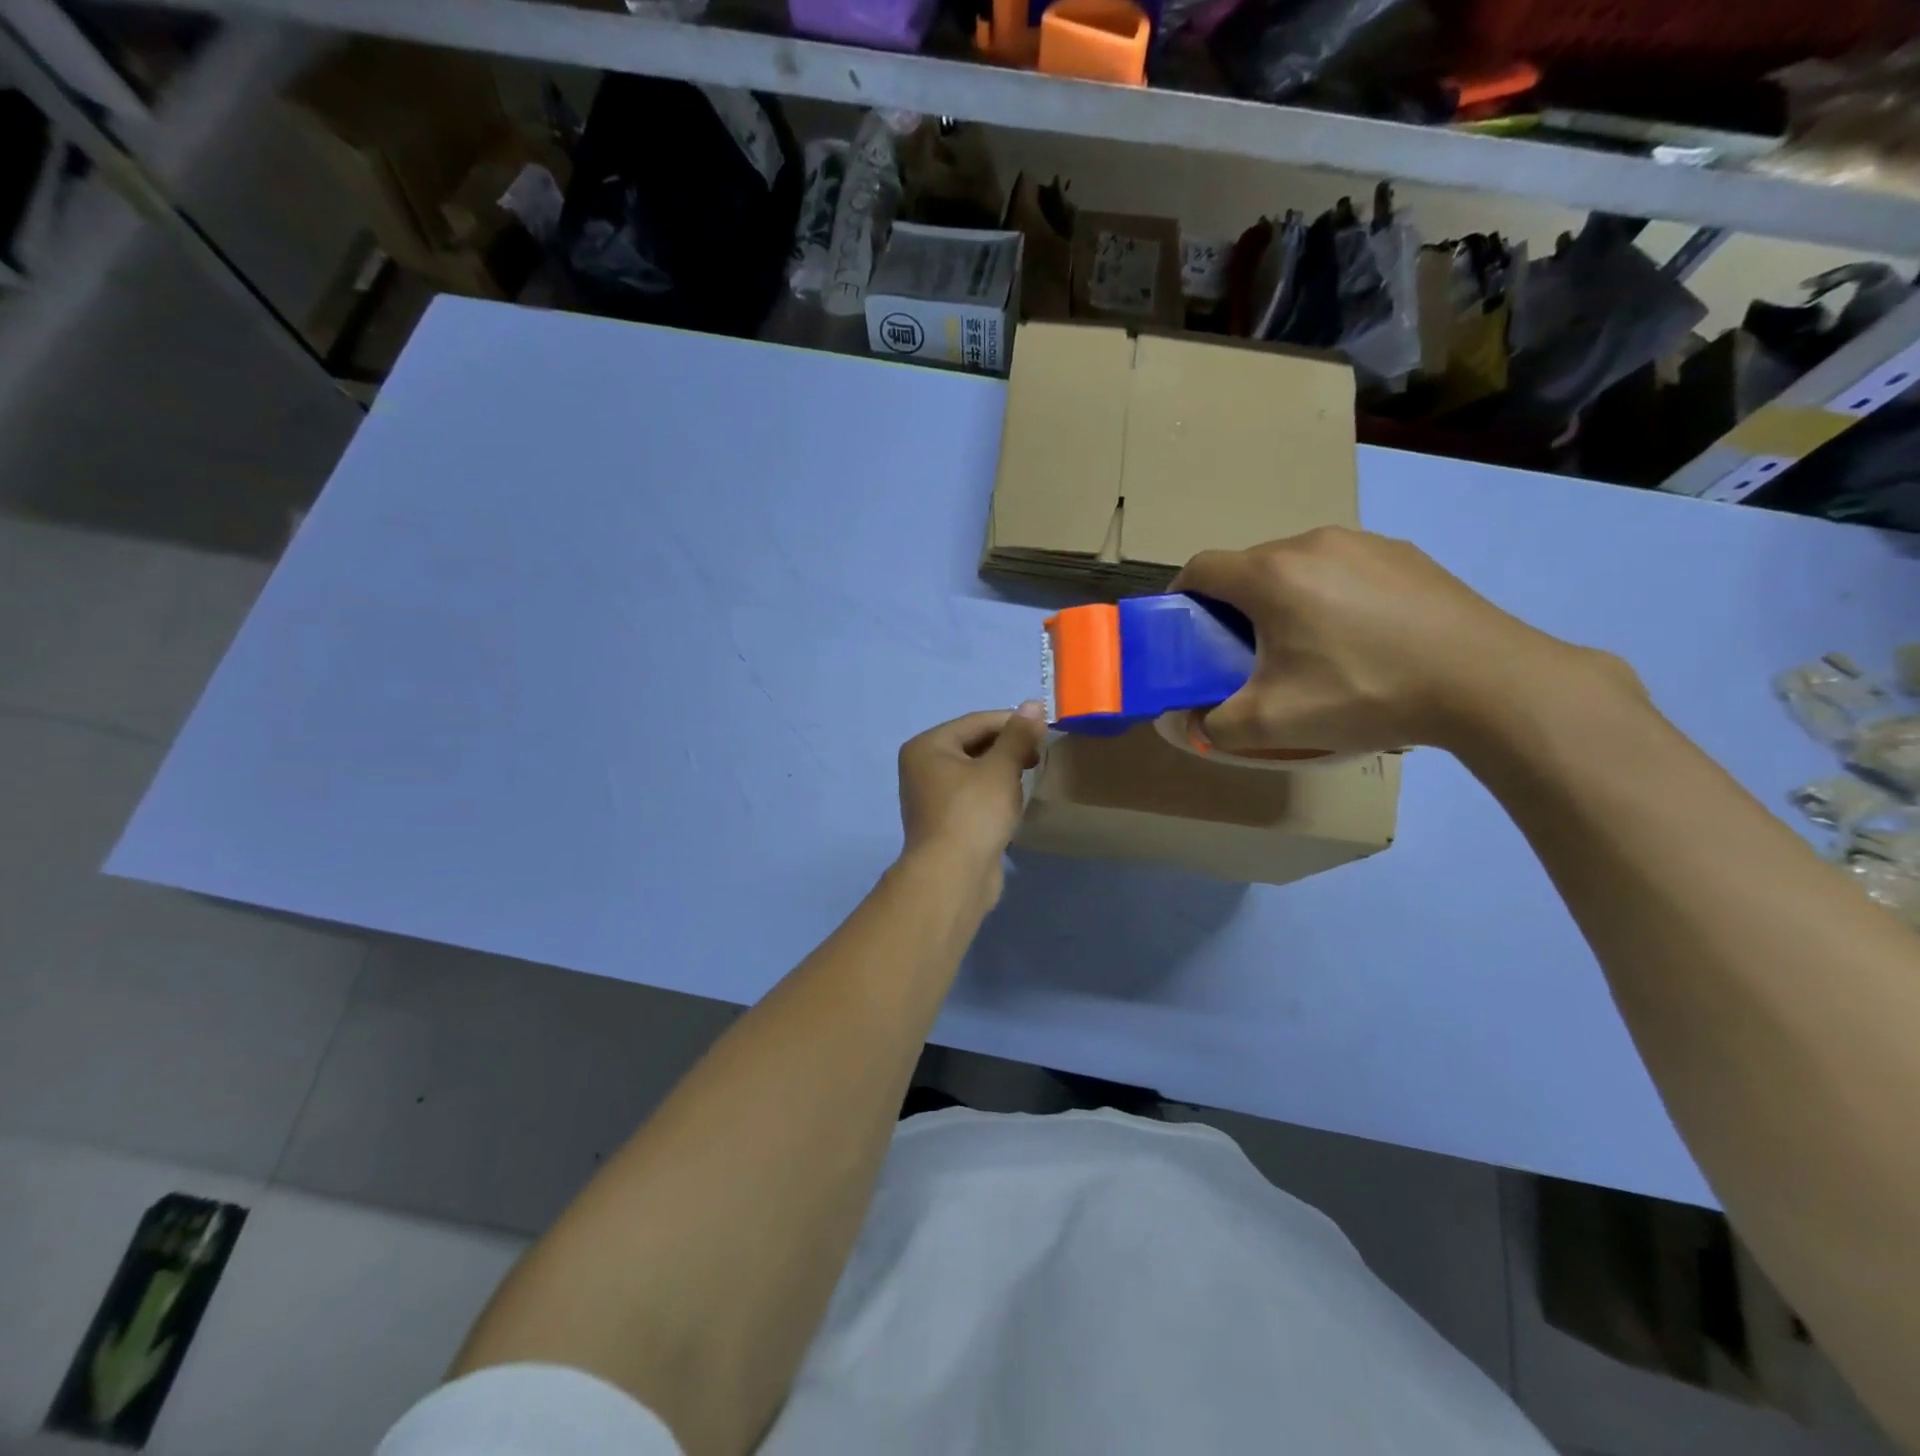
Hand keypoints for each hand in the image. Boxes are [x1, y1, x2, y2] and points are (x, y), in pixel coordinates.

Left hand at [897, 703, 1047, 894]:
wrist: (953, 876)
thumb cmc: (974, 813)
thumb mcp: (1001, 768)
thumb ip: (1018, 735)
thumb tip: (1033, 704)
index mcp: (927, 746)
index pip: (976, 722)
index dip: (1013, 723)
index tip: (1045, 730)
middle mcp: (922, 766)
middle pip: (973, 745)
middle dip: (1007, 748)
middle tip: (1039, 757)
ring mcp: (930, 796)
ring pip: (974, 772)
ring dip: (1002, 772)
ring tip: (1028, 777)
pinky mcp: (944, 821)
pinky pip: (972, 796)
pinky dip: (993, 794)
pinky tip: (1012, 803)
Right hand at [1173, 527, 1637, 755]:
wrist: (1487, 681)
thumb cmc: (1364, 692)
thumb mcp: (1272, 724)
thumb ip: (1212, 725)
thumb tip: (1186, 722)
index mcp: (1271, 574)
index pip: (1200, 568)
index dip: (1180, 596)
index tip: (1184, 630)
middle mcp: (1311, 543)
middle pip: (1249, 566)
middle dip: (1232, 605)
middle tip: (1243, 652)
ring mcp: (1364, 542)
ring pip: (1298, 565)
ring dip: (1283, 598)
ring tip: (1305, 646)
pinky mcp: (1405, 554)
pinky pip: (1344, 568)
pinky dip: (1330, 594)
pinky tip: (1359, 637)